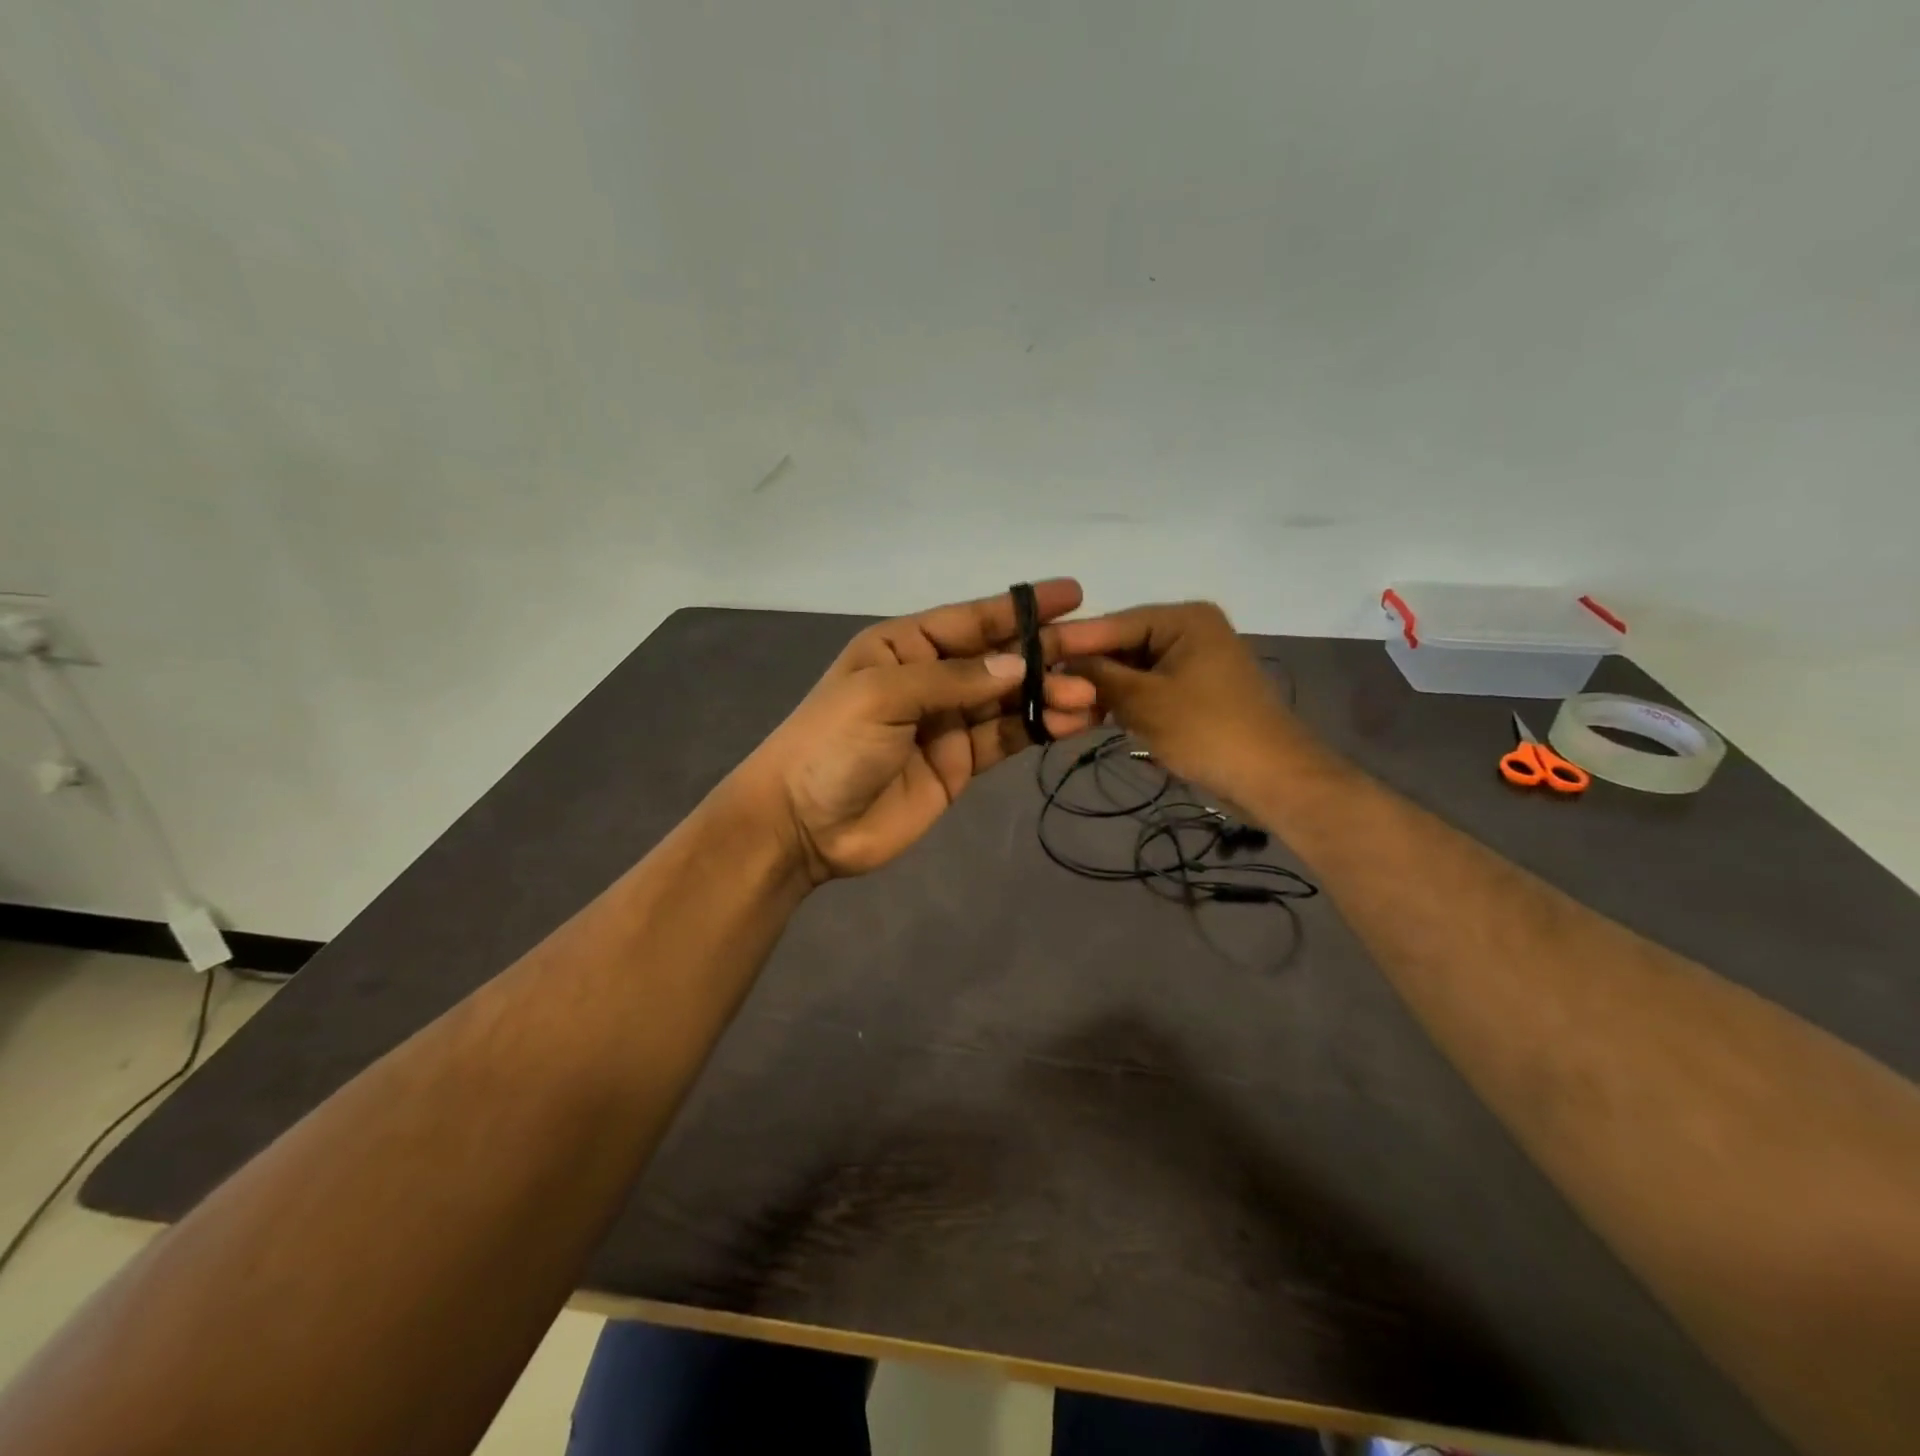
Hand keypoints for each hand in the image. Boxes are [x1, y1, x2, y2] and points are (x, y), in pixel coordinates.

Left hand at [738, 581, 1098, 882]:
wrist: (804, 825)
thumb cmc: (831, 745)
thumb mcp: (883, 695)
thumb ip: (953, 680)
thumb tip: (1019, 666)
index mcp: (904, 647)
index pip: (971, 620)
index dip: (1020, 608)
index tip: (1073, 595)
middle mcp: (931, 679)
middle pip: (998, 659)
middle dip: (1047, 653)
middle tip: (1099, 650)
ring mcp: (947, 723)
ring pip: (1009, 700)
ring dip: (1050, 695)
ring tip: (1092, 696)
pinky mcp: (959, 764)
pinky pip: (1005, 739)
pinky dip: (1037, 729)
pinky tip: (1072, 723)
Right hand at [1051, 601, 1300, 803]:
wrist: (1273, 780)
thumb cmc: (1208, 731)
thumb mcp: (1145, 701)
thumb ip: (1098, 676)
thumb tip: (1058, 663)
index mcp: (1184, 619)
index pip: (1114, 623)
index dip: (1071, 642)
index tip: (1029, 655)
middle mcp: (1190, 630)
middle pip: (1123, 645)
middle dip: (1087, 670)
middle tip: (1043, 689)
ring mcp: (1194, 662)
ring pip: (1133, 670)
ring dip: (1102, 690)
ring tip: (1063, 708)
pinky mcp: (1195, 692)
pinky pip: (1149, 689)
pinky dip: (1124, 702)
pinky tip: (1092, 716)